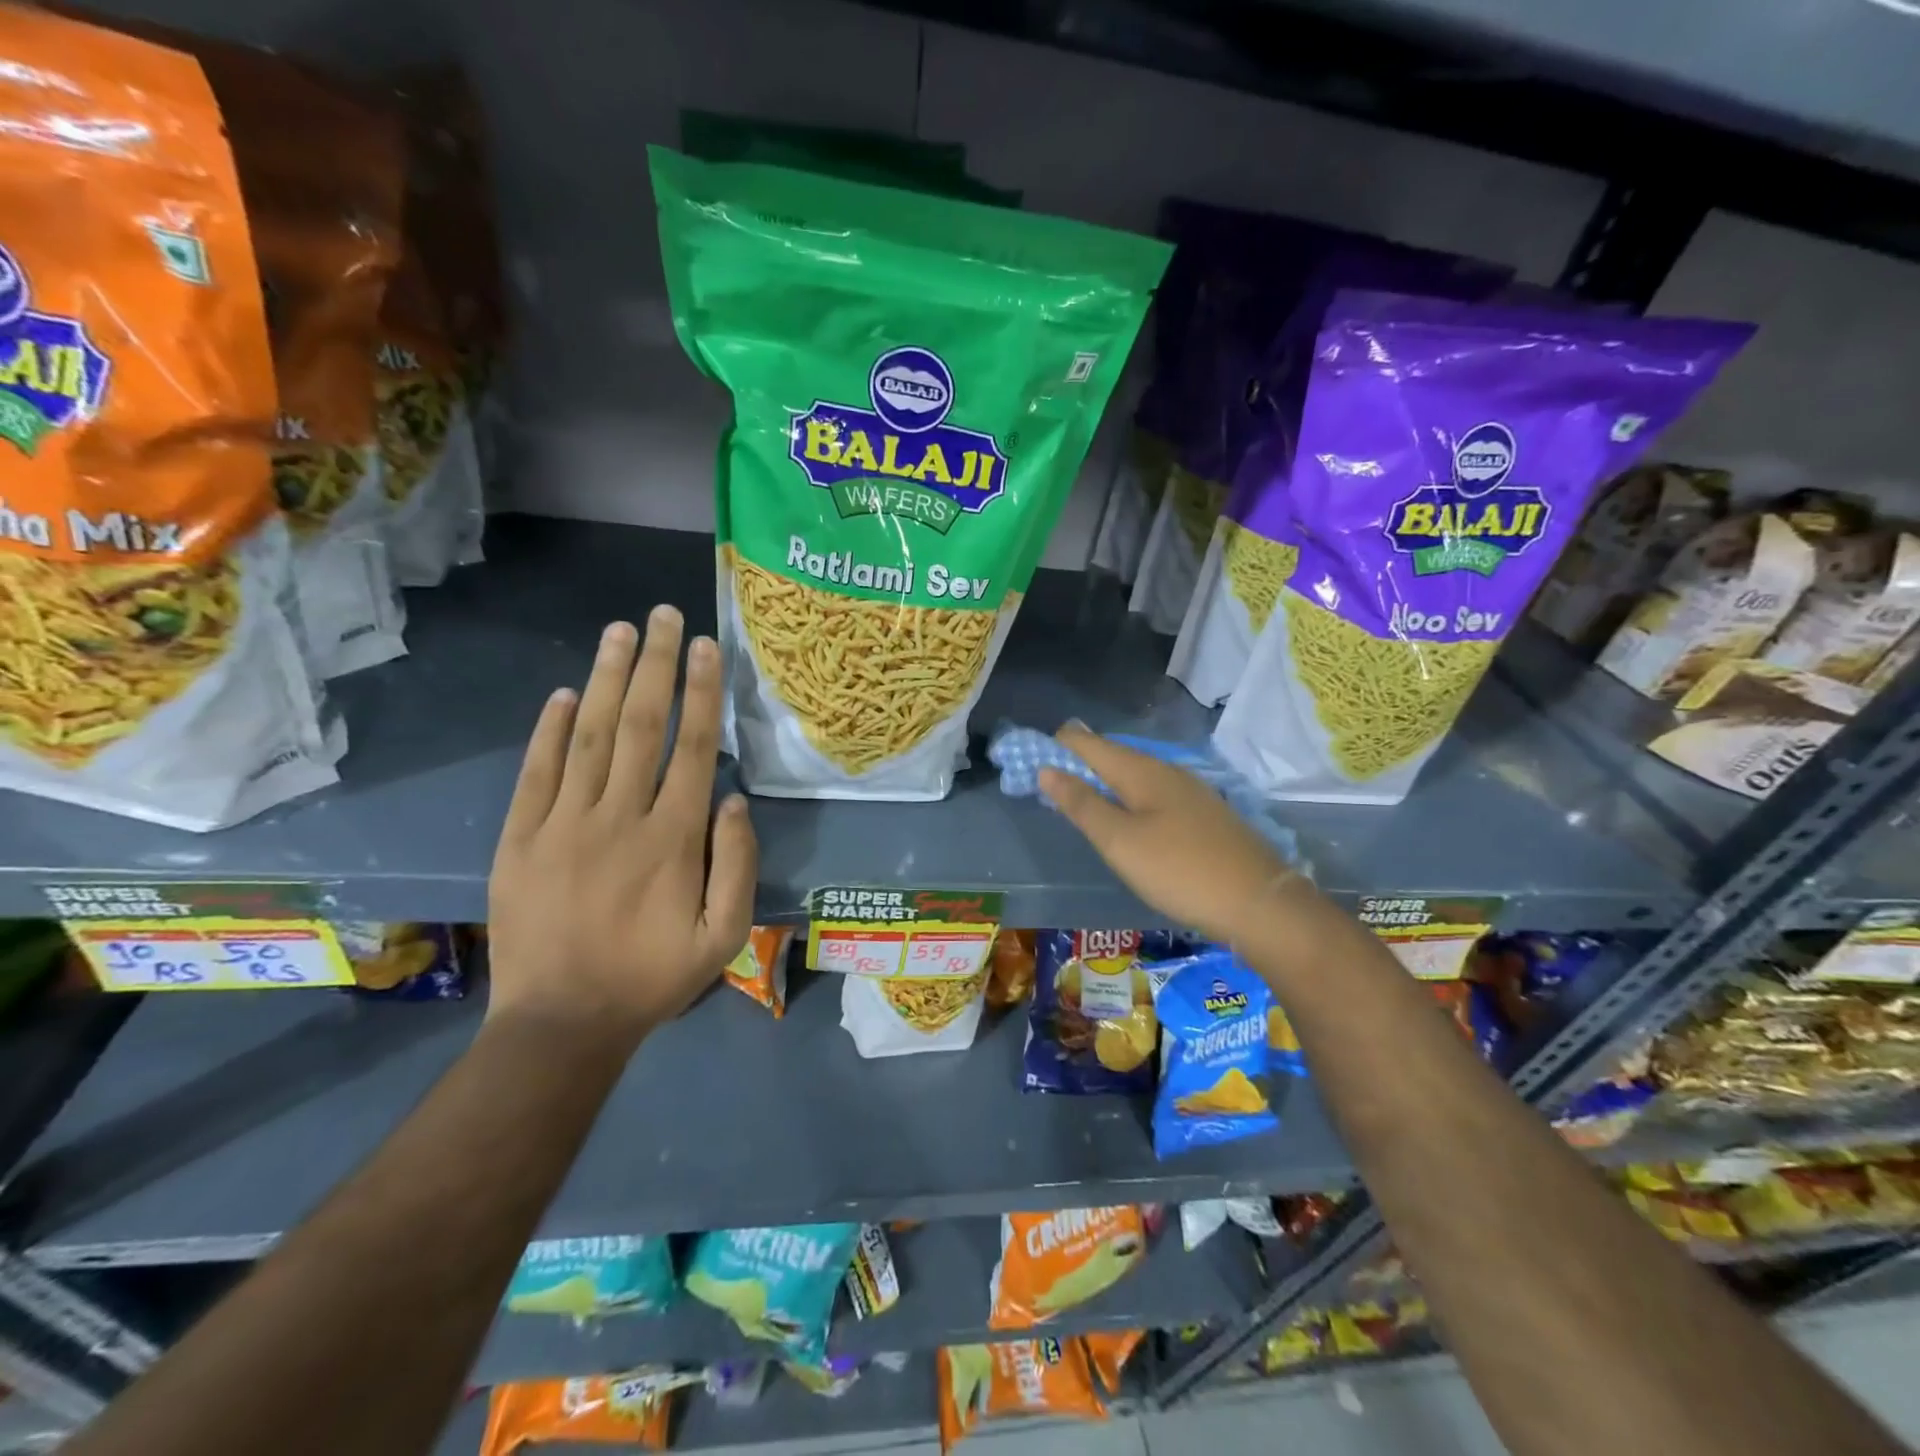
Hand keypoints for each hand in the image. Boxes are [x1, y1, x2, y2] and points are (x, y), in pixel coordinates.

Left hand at [487, 608, 756, 1045]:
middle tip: (663, 615)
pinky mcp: (520, 839)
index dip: (702, 692)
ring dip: (608, 679)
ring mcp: (563, 824)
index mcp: (673, 839)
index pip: (692, 747)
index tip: (707, 646)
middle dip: (656, 664)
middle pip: (641, 725)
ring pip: (591, 736)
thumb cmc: (654, 977)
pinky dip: (550, 729)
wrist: (561, 1023)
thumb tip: (735, 799)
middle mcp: (619, 817)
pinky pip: (537, 772)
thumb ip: (738, 865)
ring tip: (620, 631)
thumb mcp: (724, 935)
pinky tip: (566, 693)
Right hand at [1038, 724, 1303, 945]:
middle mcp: (1166, 770)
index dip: (1056, 745)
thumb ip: (1081, 804)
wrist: (1259, 902)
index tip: (1029, 760)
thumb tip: (1046, 768)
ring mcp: (1191, 791)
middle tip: (1049, 783)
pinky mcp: (1204, 814)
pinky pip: (1154, 792)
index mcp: (1140, 770)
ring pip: (1135, 774)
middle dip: (1079, 762)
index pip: (1087, 742)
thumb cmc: (1179, 870)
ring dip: (1104, 780)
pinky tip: (1129, 818)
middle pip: (1112, 754)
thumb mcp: (1119, 841)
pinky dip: (1129, 796)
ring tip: (1082, 799)